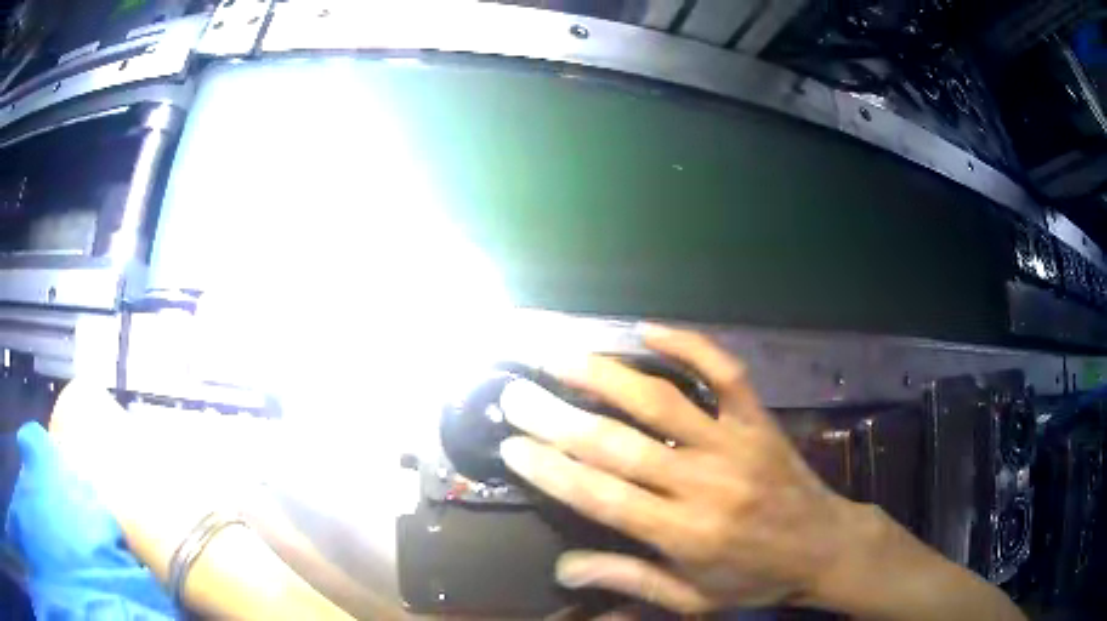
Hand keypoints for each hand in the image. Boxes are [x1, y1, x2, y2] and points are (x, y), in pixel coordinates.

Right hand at [497, 325, 870, 612]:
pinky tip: (647, 328)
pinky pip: (724, 372)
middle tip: (516, 393)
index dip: (550, 470)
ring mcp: (735, 443)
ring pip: (662, 401)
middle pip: (618, 445)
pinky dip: (688, 344)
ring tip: (560, 356)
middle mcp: (704, 484)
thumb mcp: (691, 599)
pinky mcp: (759, 418)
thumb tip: (563, 570)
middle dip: (558, 418)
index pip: (601, 498)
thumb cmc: (754, 578)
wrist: (824, 546)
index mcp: (684, 535)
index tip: (510, 445)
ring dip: (605, 376)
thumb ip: (629, 581)